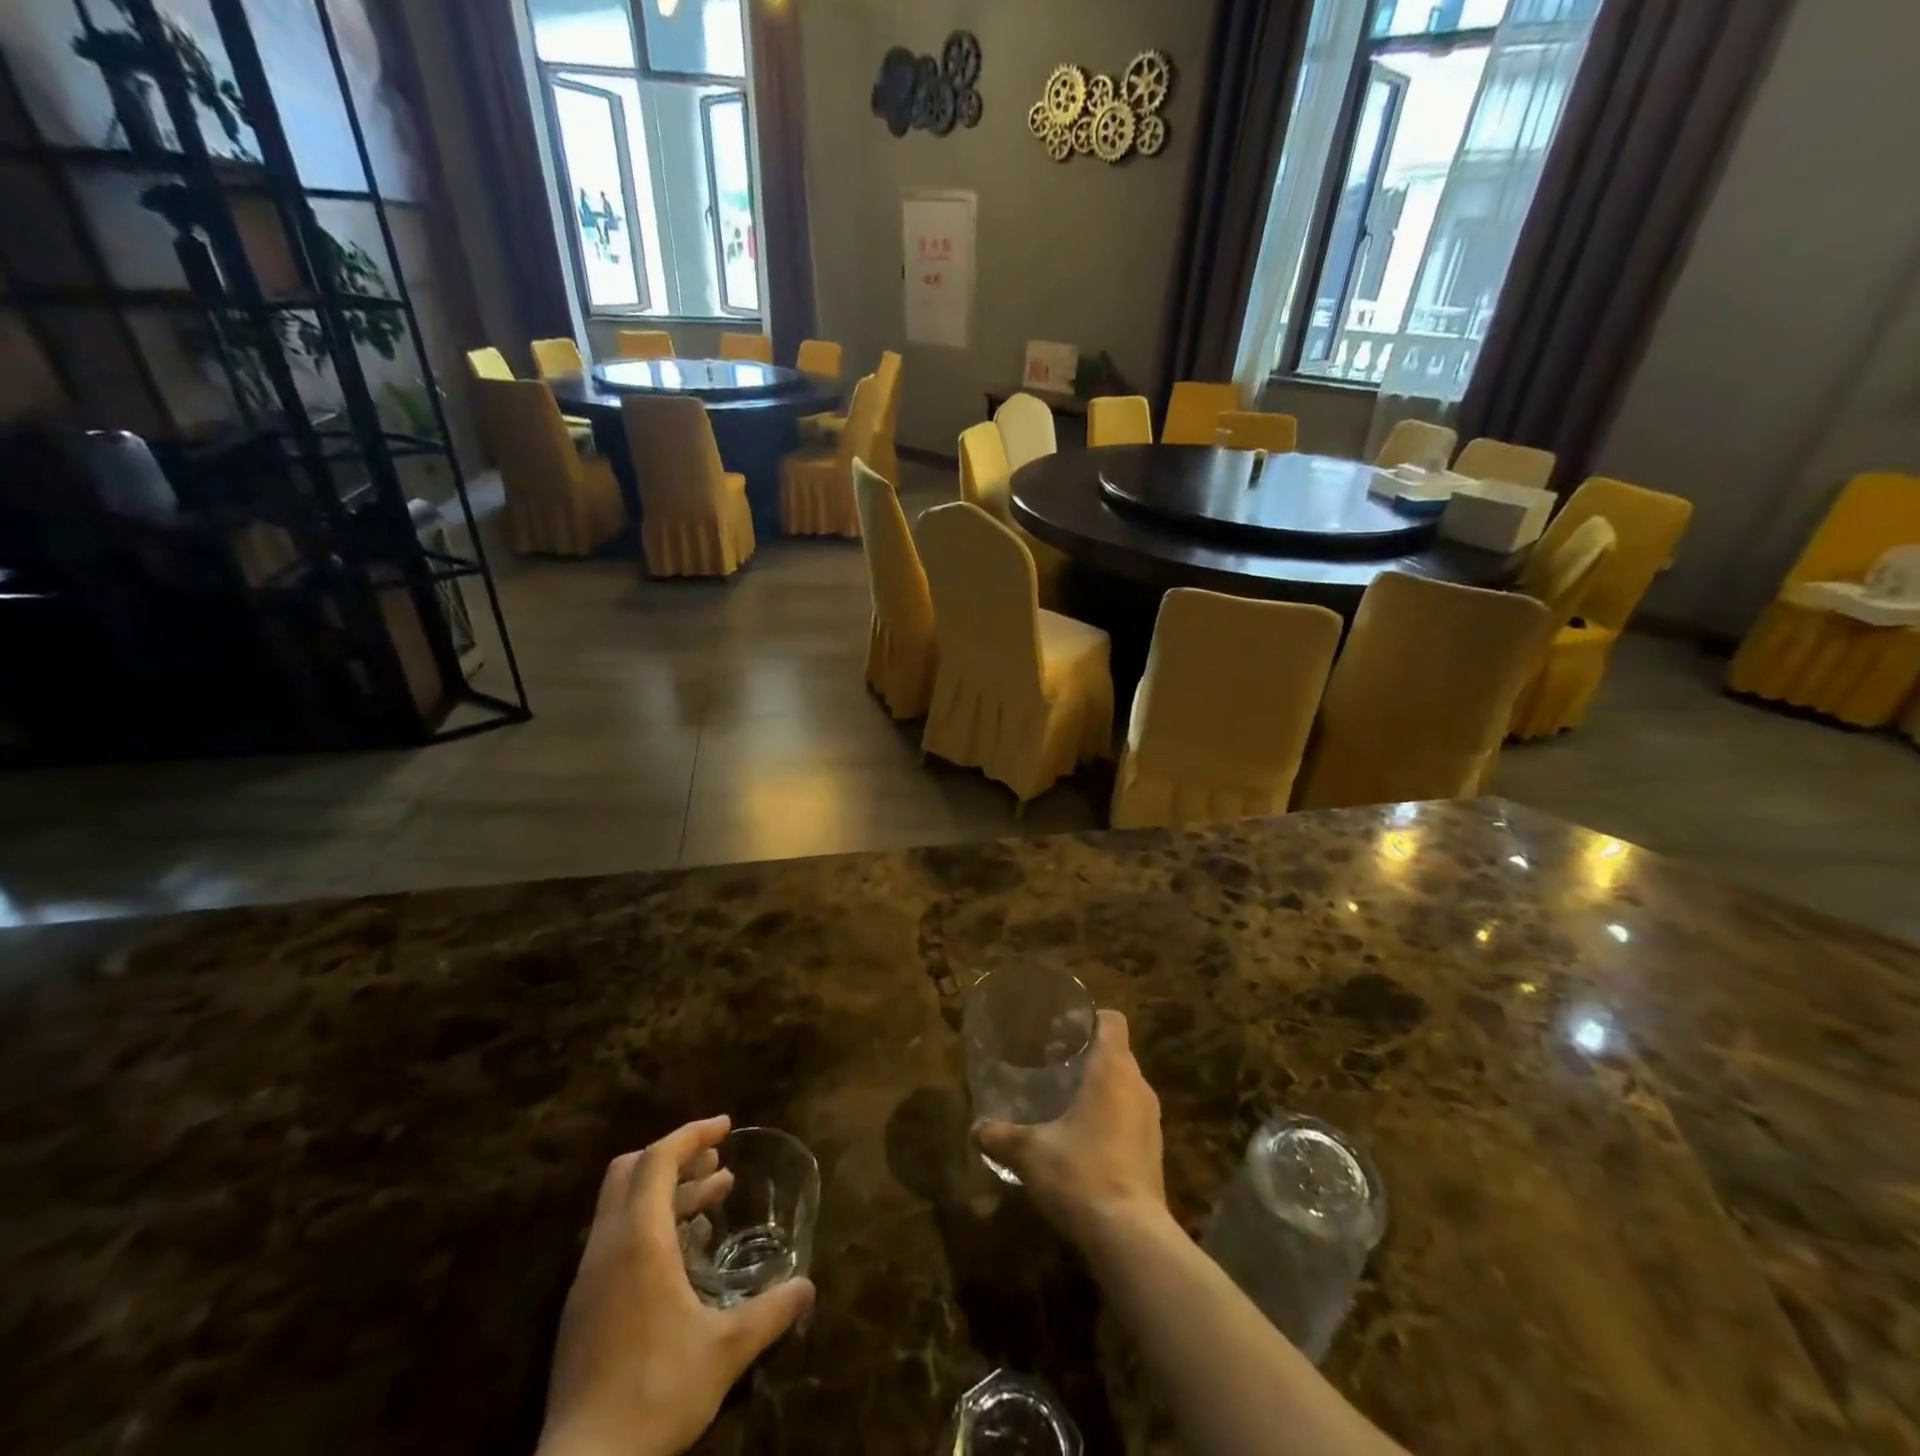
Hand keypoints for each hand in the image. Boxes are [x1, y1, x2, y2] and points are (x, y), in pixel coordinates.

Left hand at [538, 1116, 814, 1455]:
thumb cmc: (656, 1394)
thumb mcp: (725, 1352)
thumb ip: (771, 1313)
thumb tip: (809, 1287)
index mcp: (638, 1241)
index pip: (658, 1159)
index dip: (692, 1134)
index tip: (726, 1127)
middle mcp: (607, 1247)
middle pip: (631, 1171)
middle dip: (675, 1156)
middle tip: (716, 1162)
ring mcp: (588, 1279)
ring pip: (622, 1206)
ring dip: (665, 1192)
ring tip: (711, 1200)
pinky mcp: (581, 1308)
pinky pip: (615, 1239)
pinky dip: (649, 1225)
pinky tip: (683, 1255)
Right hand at [972, 1010, 1166, 1249]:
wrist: (1130, 1237)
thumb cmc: (1080, 1173)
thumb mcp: (1029, 1153)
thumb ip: (1001, 1136)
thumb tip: (975, 1129)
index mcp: (1113, 1070)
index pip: (1112, 1021)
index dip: (1089, 1019)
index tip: (1062, 1030)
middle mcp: (1138, 1086)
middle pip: (1117, 1053)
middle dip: (1088, 1055)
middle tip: (1053, 1065)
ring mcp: (1151, 1121)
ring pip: (1125, 1087)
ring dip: (1101, 1089)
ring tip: (1065, 1101)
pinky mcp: (1154, 1152)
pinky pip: (1132, 1118)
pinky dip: (1111, 1118)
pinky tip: (1084, 1139)